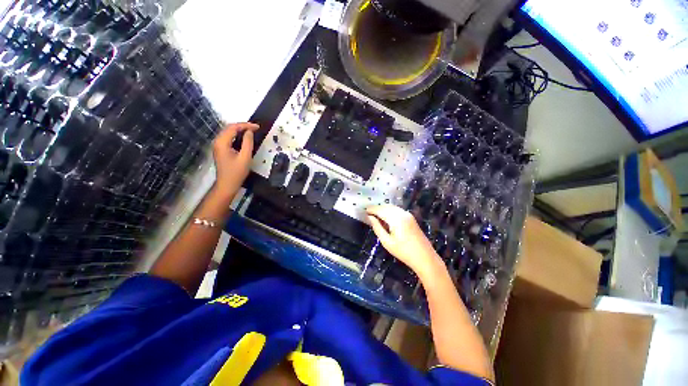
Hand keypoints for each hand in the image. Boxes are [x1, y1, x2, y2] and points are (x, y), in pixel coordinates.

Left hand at [212, 122, 258, 199]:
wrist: (227, 184)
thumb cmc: (237, 172)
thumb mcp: (245, 157)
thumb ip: (248, 143)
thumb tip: (249, 132)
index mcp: (222, 142)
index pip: (233, 128)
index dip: (246, 125)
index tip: (257, 127)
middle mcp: (217, 141)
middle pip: (229, 128)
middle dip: (243, 126)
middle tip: (256, 128)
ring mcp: (218, 145)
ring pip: (229, 132)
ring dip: (240, 130)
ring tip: (252, 131)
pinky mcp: (220, 149)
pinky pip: (228, 138)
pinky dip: (237, 135)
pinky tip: (244, 137)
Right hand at [366, 205, 443, 278]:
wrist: (424, 257)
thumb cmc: (403, 251)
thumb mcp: (387, 241)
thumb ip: (377, 227)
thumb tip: (370, 217)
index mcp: (396, 219)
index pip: (380, 210)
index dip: (372, 209)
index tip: (364, 210)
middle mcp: (402, 213)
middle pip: (386, 206)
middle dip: (377, 208)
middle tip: (369, 213)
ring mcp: (408, 214)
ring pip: (392, 207)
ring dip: (383, 209)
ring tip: (376, 216)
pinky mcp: (411, 218)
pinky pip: (397, 210)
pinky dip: (390, 211)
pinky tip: (386, 218)